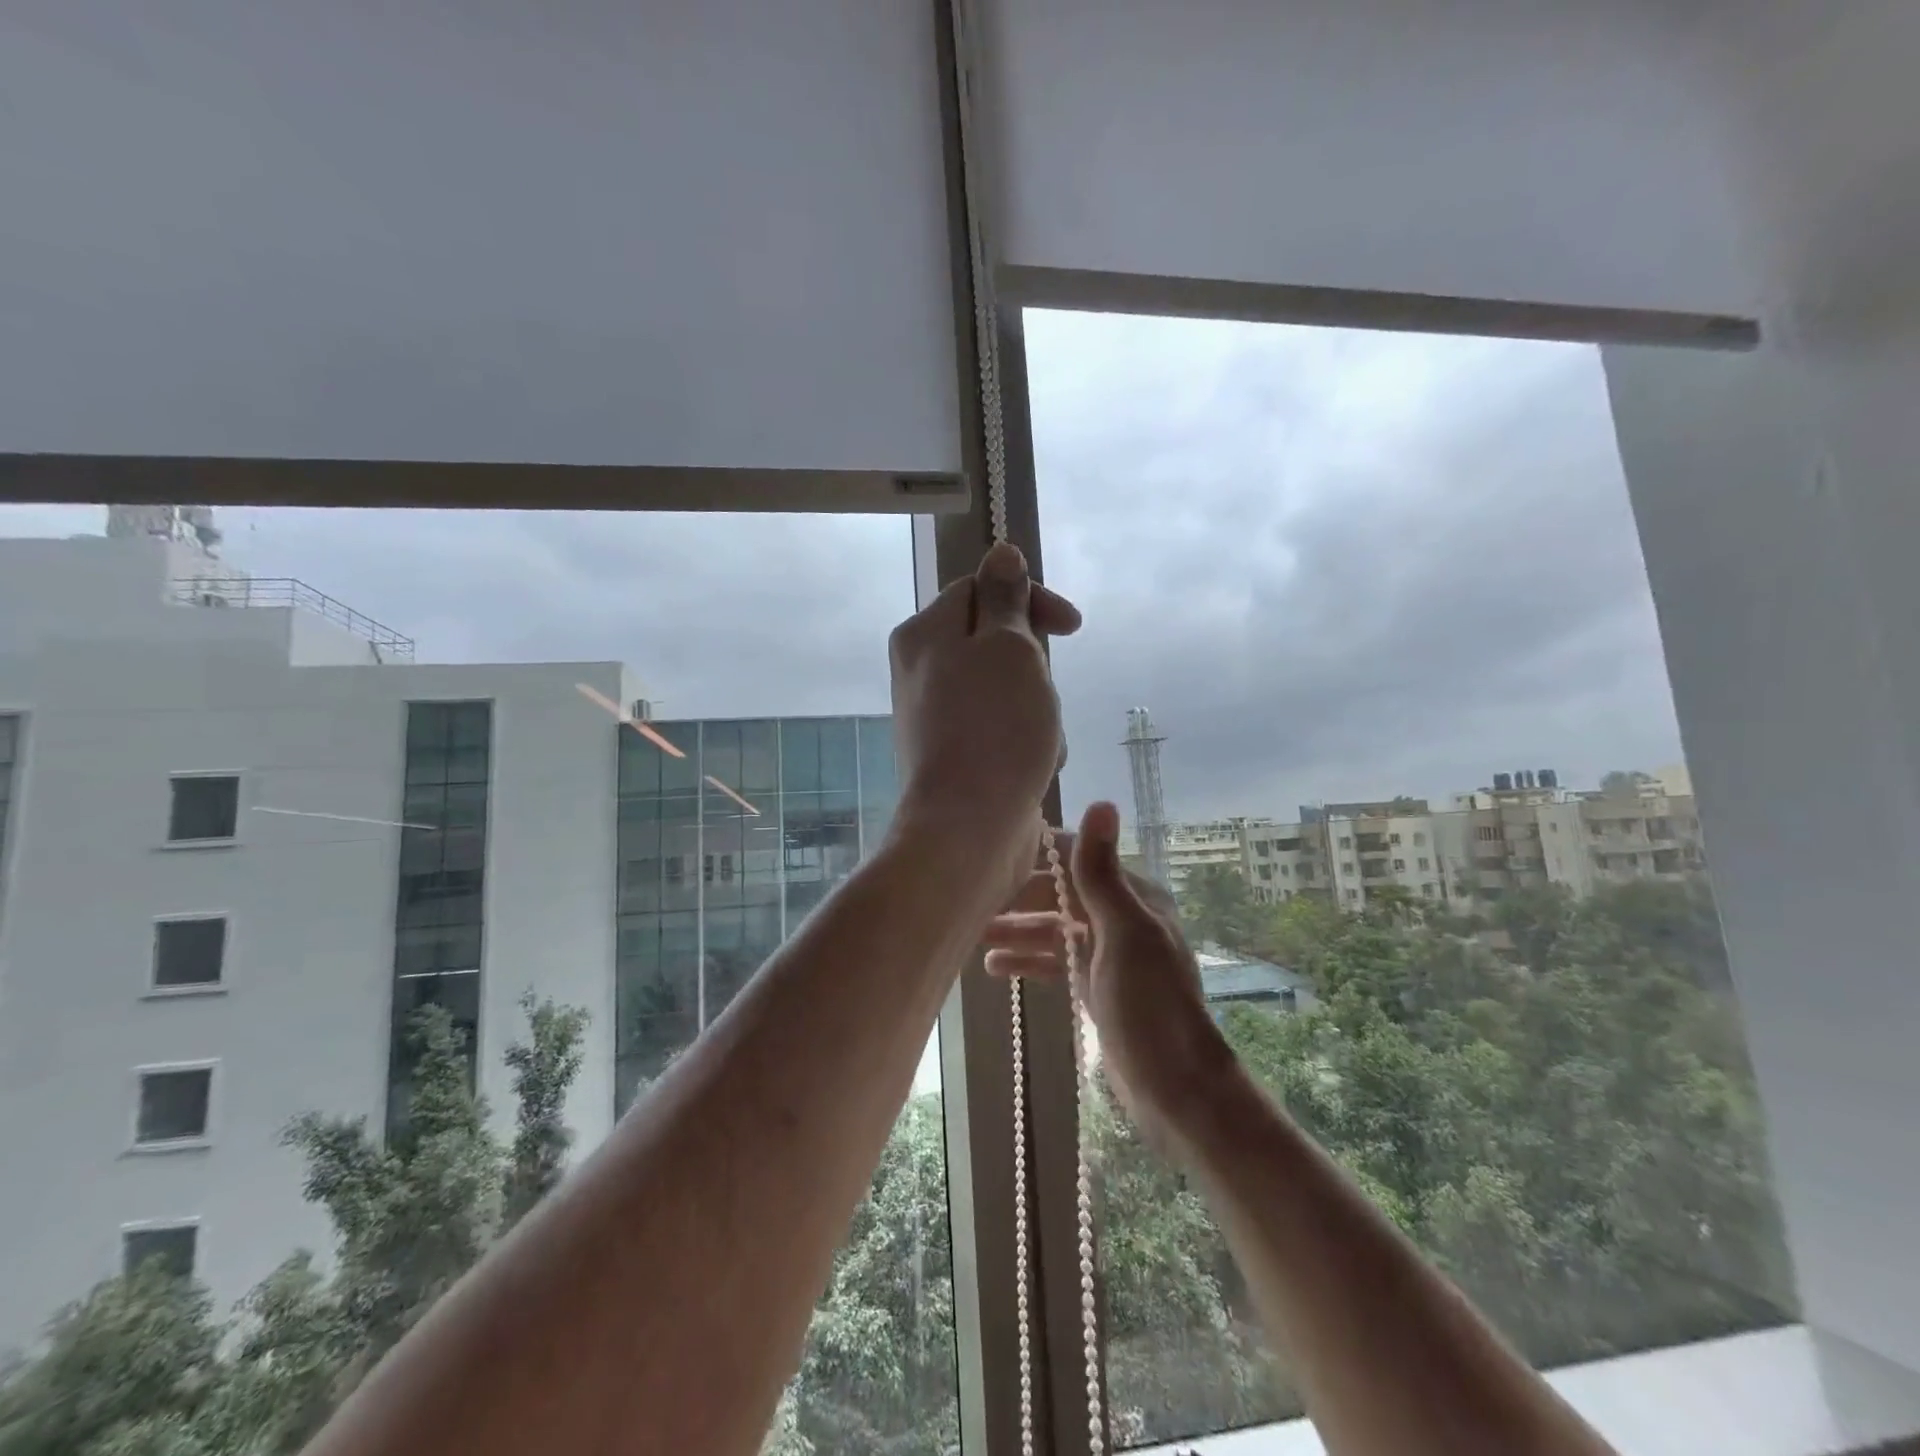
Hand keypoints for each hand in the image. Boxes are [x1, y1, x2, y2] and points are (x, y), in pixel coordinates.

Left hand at [888, 542, 1080, 888]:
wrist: (969, 828)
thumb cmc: (995, 728)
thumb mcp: (1009, 647)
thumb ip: (1006, 597)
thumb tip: (1001, 551)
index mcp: (925, 633)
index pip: (983, 589)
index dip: (1031, 600)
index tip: (1072, 626)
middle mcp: (922, 669)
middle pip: (997, 642)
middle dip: (1035, 667)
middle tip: (1041, 695)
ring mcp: (937, 715)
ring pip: (1007, 689)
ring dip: (1037, 709)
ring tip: (1041, 741)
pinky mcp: (955, 754)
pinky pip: (1002, 728)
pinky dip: (1026, 742)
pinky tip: (1034, 768)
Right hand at [982, 802, 1238, 1151]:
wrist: (1177, 1088)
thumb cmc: (1151, 1005)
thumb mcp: (1124, 933)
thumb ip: (1101, 872)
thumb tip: (1101, 801)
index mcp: (1132, 896)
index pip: (1077, 858)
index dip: (1038, 852)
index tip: (991, 847)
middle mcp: (1120, 917)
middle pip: (1059, 895)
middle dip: (1017, 897)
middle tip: (969, 900)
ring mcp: (1107, 954)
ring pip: (1052, 930)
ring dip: (1016, 929)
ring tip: (971, 934)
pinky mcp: (1095, 986)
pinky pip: (1055, 962)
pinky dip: (1027, 960)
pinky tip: (994, 966)